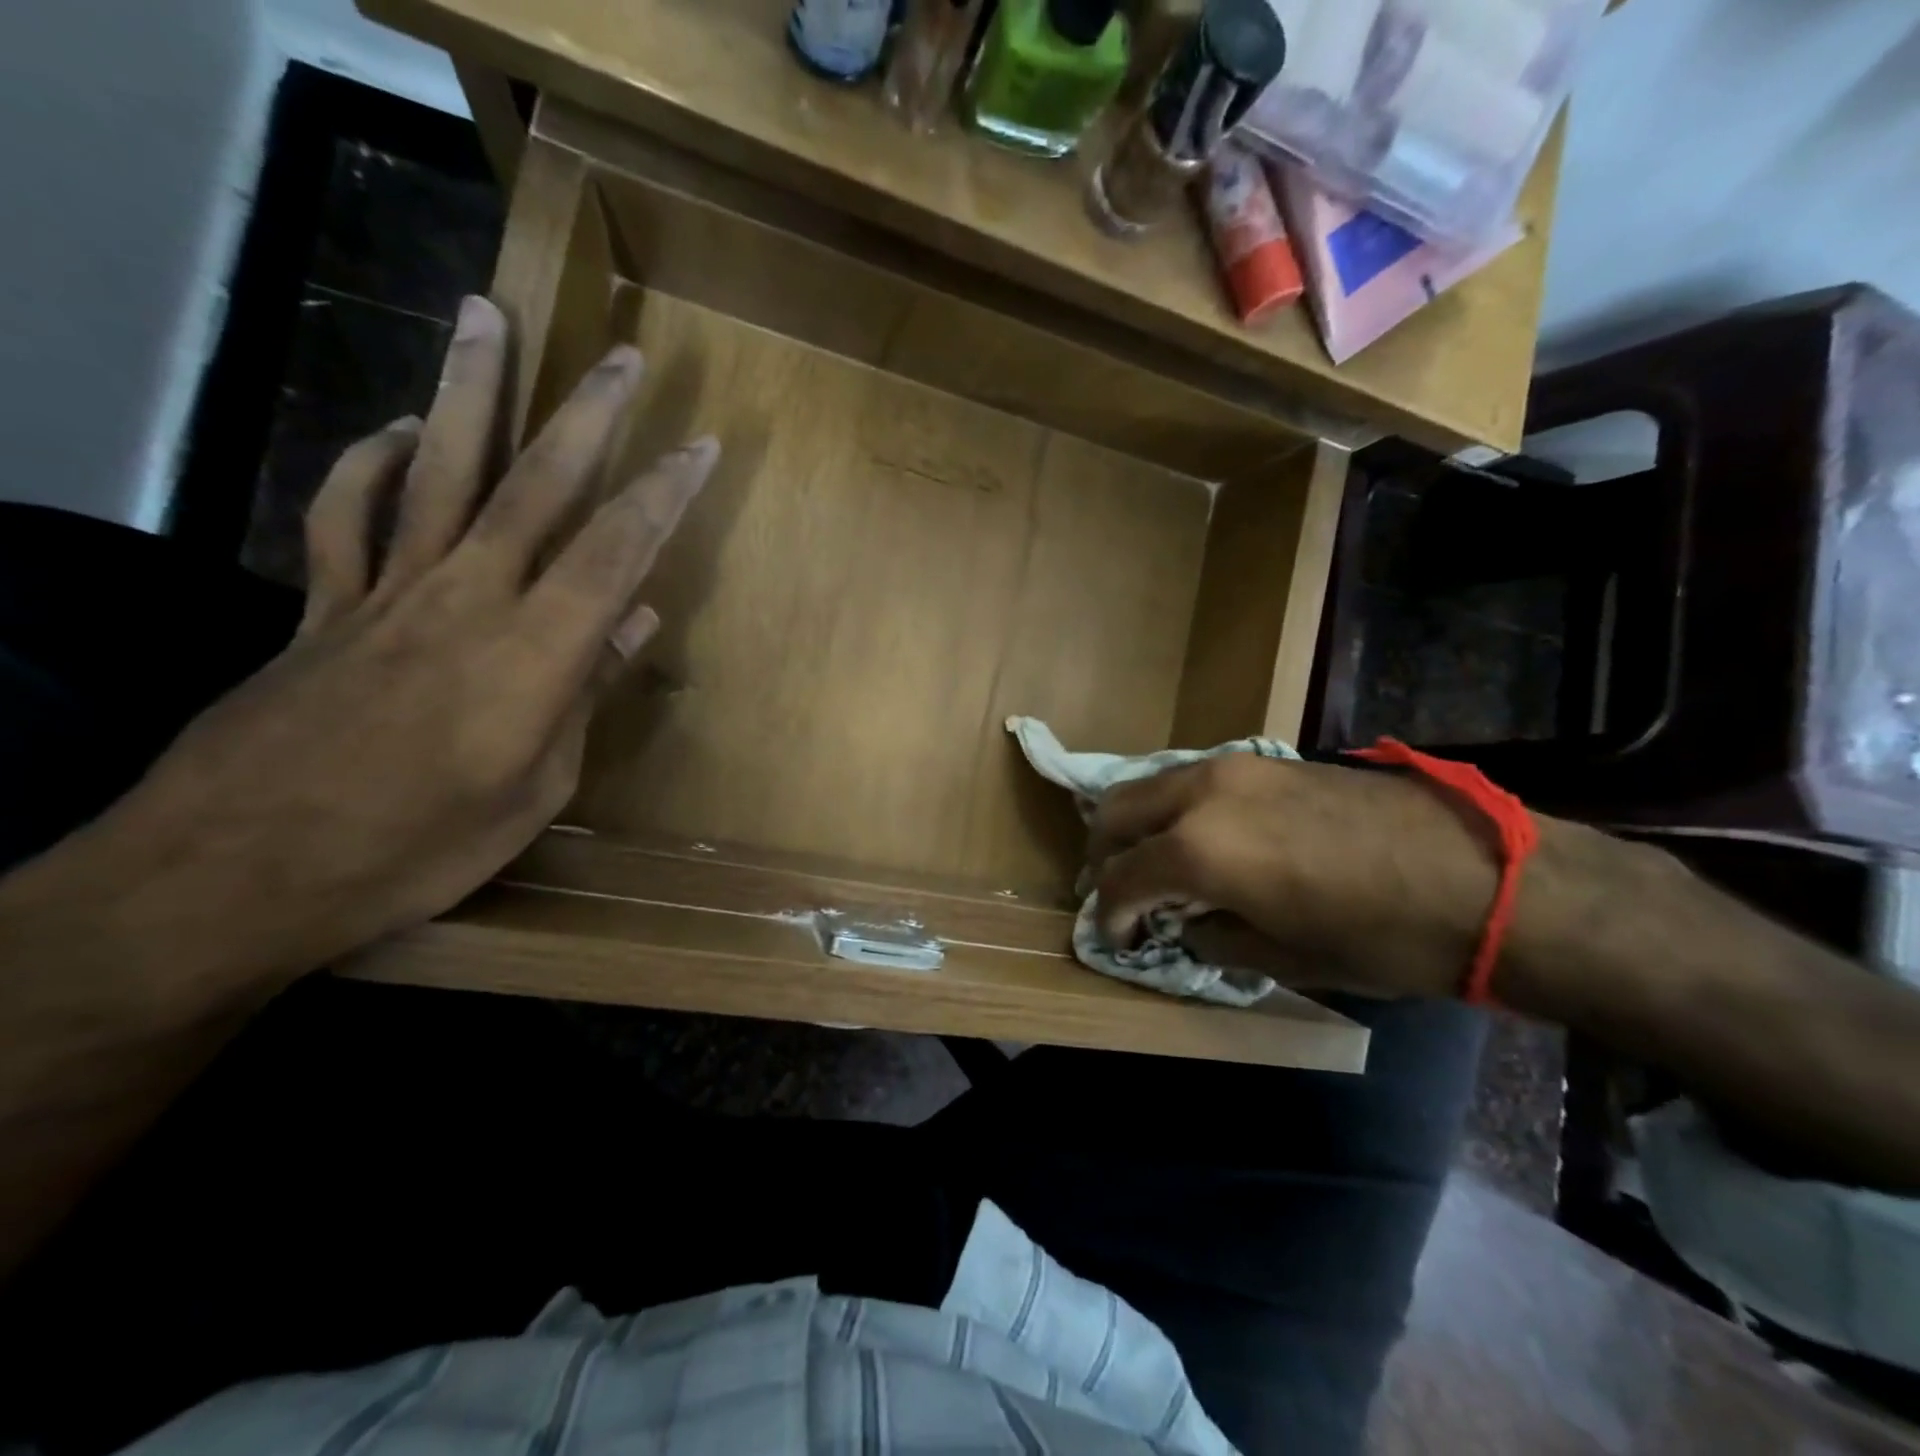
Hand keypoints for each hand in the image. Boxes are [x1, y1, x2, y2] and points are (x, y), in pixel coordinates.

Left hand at [70, 295, 715, 992]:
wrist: (239, 872)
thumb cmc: (418, 848)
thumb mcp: (536, 789)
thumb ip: (585, 693)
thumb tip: (636, 620)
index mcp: (534, 653)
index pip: (616, 551)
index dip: (664, 494)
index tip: (700, 446)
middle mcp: (467, 599)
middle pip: (536, 487)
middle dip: (587, 416)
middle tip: (620, 355)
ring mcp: (387, 592)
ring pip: (437, 470)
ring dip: (468, 390)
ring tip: (486, 317)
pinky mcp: (324, 605)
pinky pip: (345, 513)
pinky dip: (369, 461)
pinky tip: (397, 430)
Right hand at [1087, 754, 1499, 999]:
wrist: (1488, 874)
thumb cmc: (1384, 936)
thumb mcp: (1289, 957)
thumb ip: (1216, 938)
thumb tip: (1185, 926)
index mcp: (1200, 850)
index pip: (1122, 878)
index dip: (1110, 915)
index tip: (1116, 939)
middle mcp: (1201, 794)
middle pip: (1118, 811)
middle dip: (1107, 855)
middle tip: (1122, 894)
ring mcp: (1234, 766)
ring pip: (1153, 785)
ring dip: (1141, 825)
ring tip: (1159, 865)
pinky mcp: (1267, 758)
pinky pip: (1194, 779)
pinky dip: (1179, 809)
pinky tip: (1207, 839)